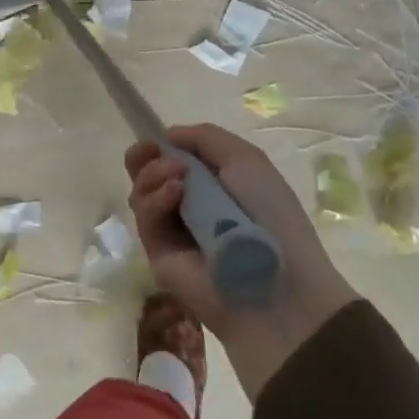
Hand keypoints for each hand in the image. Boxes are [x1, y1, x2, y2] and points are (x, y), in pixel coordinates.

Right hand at [126, 124, 358, 399]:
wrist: (278, 282)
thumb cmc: (270, 214)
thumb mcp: (246, 160)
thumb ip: (205, 137)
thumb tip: (168, 136)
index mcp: (212, 183)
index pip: (172, 159)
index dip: (159, 145)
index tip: (155, 138)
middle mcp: (189, 205)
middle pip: (147, 174)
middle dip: (143, 158)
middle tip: (149, 151)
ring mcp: (172, 231)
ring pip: (141, 193)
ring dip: (152, 175)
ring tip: (177, 177)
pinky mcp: (159, 254)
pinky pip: (146, 219)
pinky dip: (155, 200)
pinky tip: (175, 194)